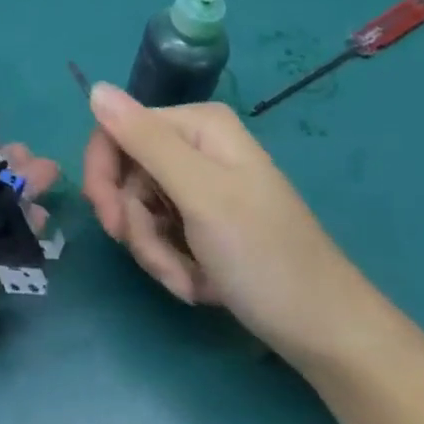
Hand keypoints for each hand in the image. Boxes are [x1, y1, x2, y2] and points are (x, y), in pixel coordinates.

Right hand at [81, 83, 366, 360]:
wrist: (328, 335)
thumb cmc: (265, 257)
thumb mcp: (199, 194)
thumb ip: (145, 140)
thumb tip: (95, 88)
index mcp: (197, 125)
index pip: (117, 130)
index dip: (104, 175)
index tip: (109, 222)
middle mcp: (196, 145)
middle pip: (127, 173)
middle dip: (136, 224)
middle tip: (156, 261)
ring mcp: (201, 185)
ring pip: (140, 209)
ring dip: (155, 251)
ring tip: (188, 282)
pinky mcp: (205, 221)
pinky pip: (161, 233)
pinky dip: (171, 262)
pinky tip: (199, 285)